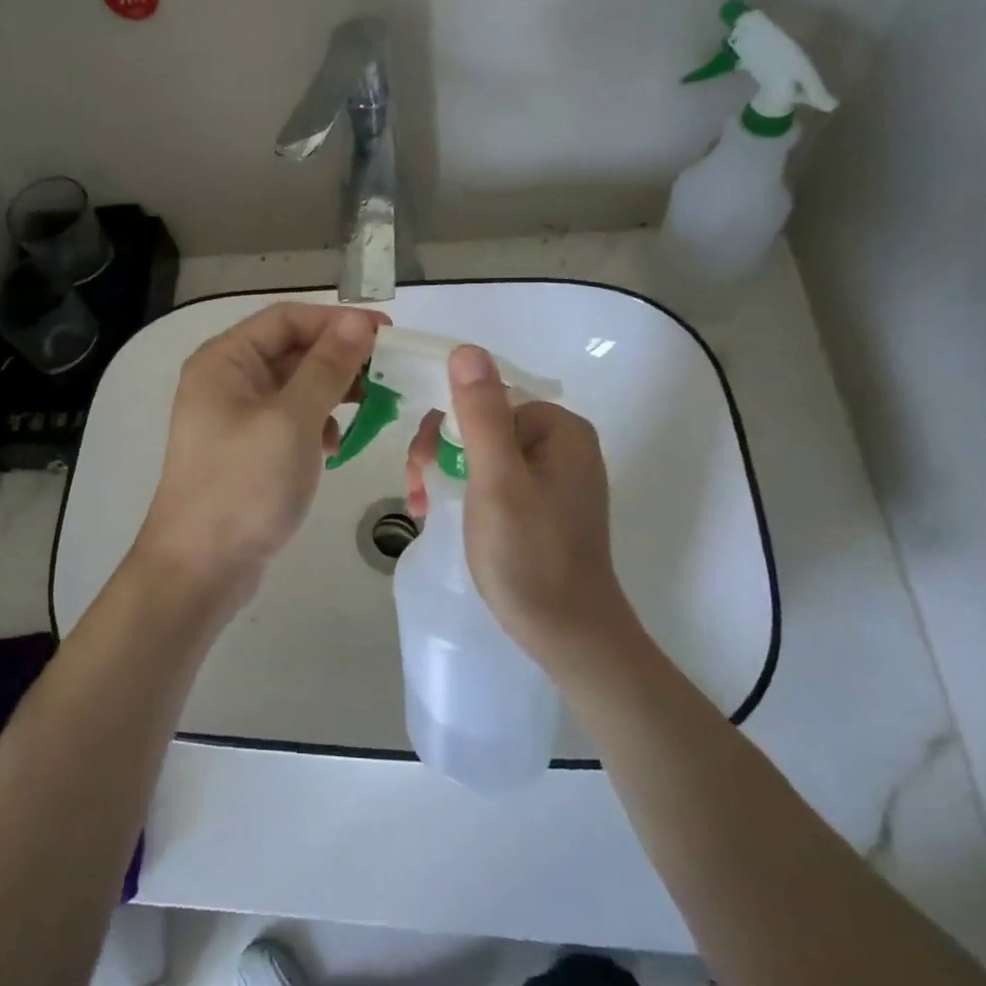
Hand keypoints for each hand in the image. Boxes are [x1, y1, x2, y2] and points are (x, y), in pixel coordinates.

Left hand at [135, 303, 386, 619]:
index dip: (337, 320)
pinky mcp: (249, 449)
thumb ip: (327, 367)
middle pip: (292, 351)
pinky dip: (317, 425)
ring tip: (373, 409)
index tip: (387, 334)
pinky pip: (290, 420)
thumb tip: (355, 321)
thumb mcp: (292, 420)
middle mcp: (227, 380)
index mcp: (225, 360)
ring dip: (333, 393)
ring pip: (295, 387)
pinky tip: (335, 446)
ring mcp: (236, 417)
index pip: (287, 319)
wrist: (201, 569)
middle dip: (340, 359)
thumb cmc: (244, 486)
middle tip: (390, 374)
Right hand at [404, 345, 636, 677]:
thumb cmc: (529, 556)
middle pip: (483, 423)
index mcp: (557, 428)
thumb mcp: (497, 480)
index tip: (419, 464)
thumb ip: (480, 414)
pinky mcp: (545, 504)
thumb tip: (466, 349)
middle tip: (416, 491)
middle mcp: (561, 444)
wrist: (569, 636)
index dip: (444, 425)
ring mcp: (555, 476)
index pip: (485, 398)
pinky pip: (496, 478)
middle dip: (441, 451)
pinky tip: (442, 513)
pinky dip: (466, 490)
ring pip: (483, 452)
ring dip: (446, 472)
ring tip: (421, 506)